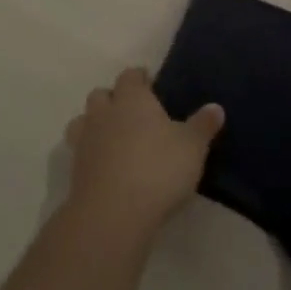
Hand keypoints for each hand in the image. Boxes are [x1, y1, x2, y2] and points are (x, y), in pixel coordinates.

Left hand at [63, 67, 222, 243]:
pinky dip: (91, 153)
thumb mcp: (192, 147)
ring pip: (83, 121)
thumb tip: (216, 107)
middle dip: (114, 99)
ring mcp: (85, 141)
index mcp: (132, 99)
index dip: (139, 78)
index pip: (130, 76)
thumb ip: (203, 125)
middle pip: (101, 94)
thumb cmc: (158, 169)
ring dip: (95, 124)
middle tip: (133, 113)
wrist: (113, 213)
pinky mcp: (75, 170)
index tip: (150, 84)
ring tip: (114, 138)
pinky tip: (107, 166)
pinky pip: (80, 151)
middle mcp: (104, 113)